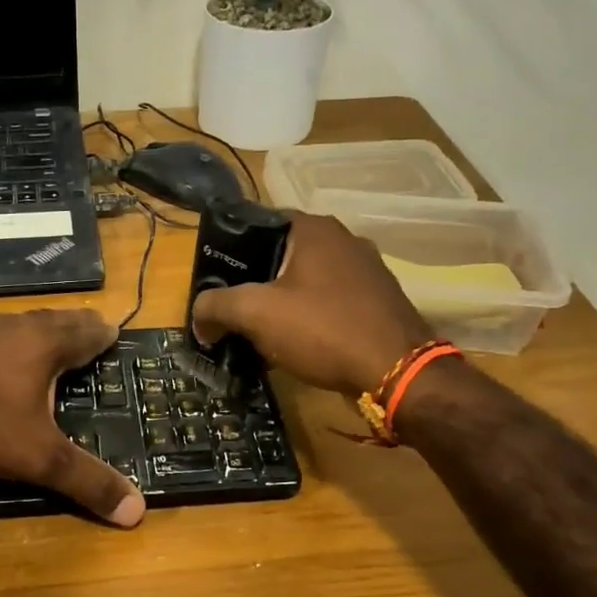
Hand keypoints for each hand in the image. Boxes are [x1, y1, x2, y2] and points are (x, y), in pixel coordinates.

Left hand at [0, 310, 145, 527]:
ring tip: (47, 337)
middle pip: (54, 319)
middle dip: (75, 325)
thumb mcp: (39, 459)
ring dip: (38, 329)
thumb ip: (87, 482)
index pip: (85, 333)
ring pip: (18, 323)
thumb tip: (138, 512)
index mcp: (44, 345)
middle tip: (91, 326)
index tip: (115, 332)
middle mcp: (13, 328)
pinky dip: (4, 341)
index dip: (102, 334)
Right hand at [193, 212, 429, 398]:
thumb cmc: (323, 329)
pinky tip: (294, 344)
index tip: (212, 283)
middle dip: (252, 283)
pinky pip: (328, 302)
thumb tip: (199, 318)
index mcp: (314, 228)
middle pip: (279, 255)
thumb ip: (217, 307)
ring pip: (304, 281)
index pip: (257, 224)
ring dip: (279, 304)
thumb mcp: (256, 314)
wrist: (397, 372)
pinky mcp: (377, 301)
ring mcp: (365, 270)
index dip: (229, 253)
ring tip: (256, 332)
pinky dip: (307, 318)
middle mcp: (343, 239)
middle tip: (229, 312)